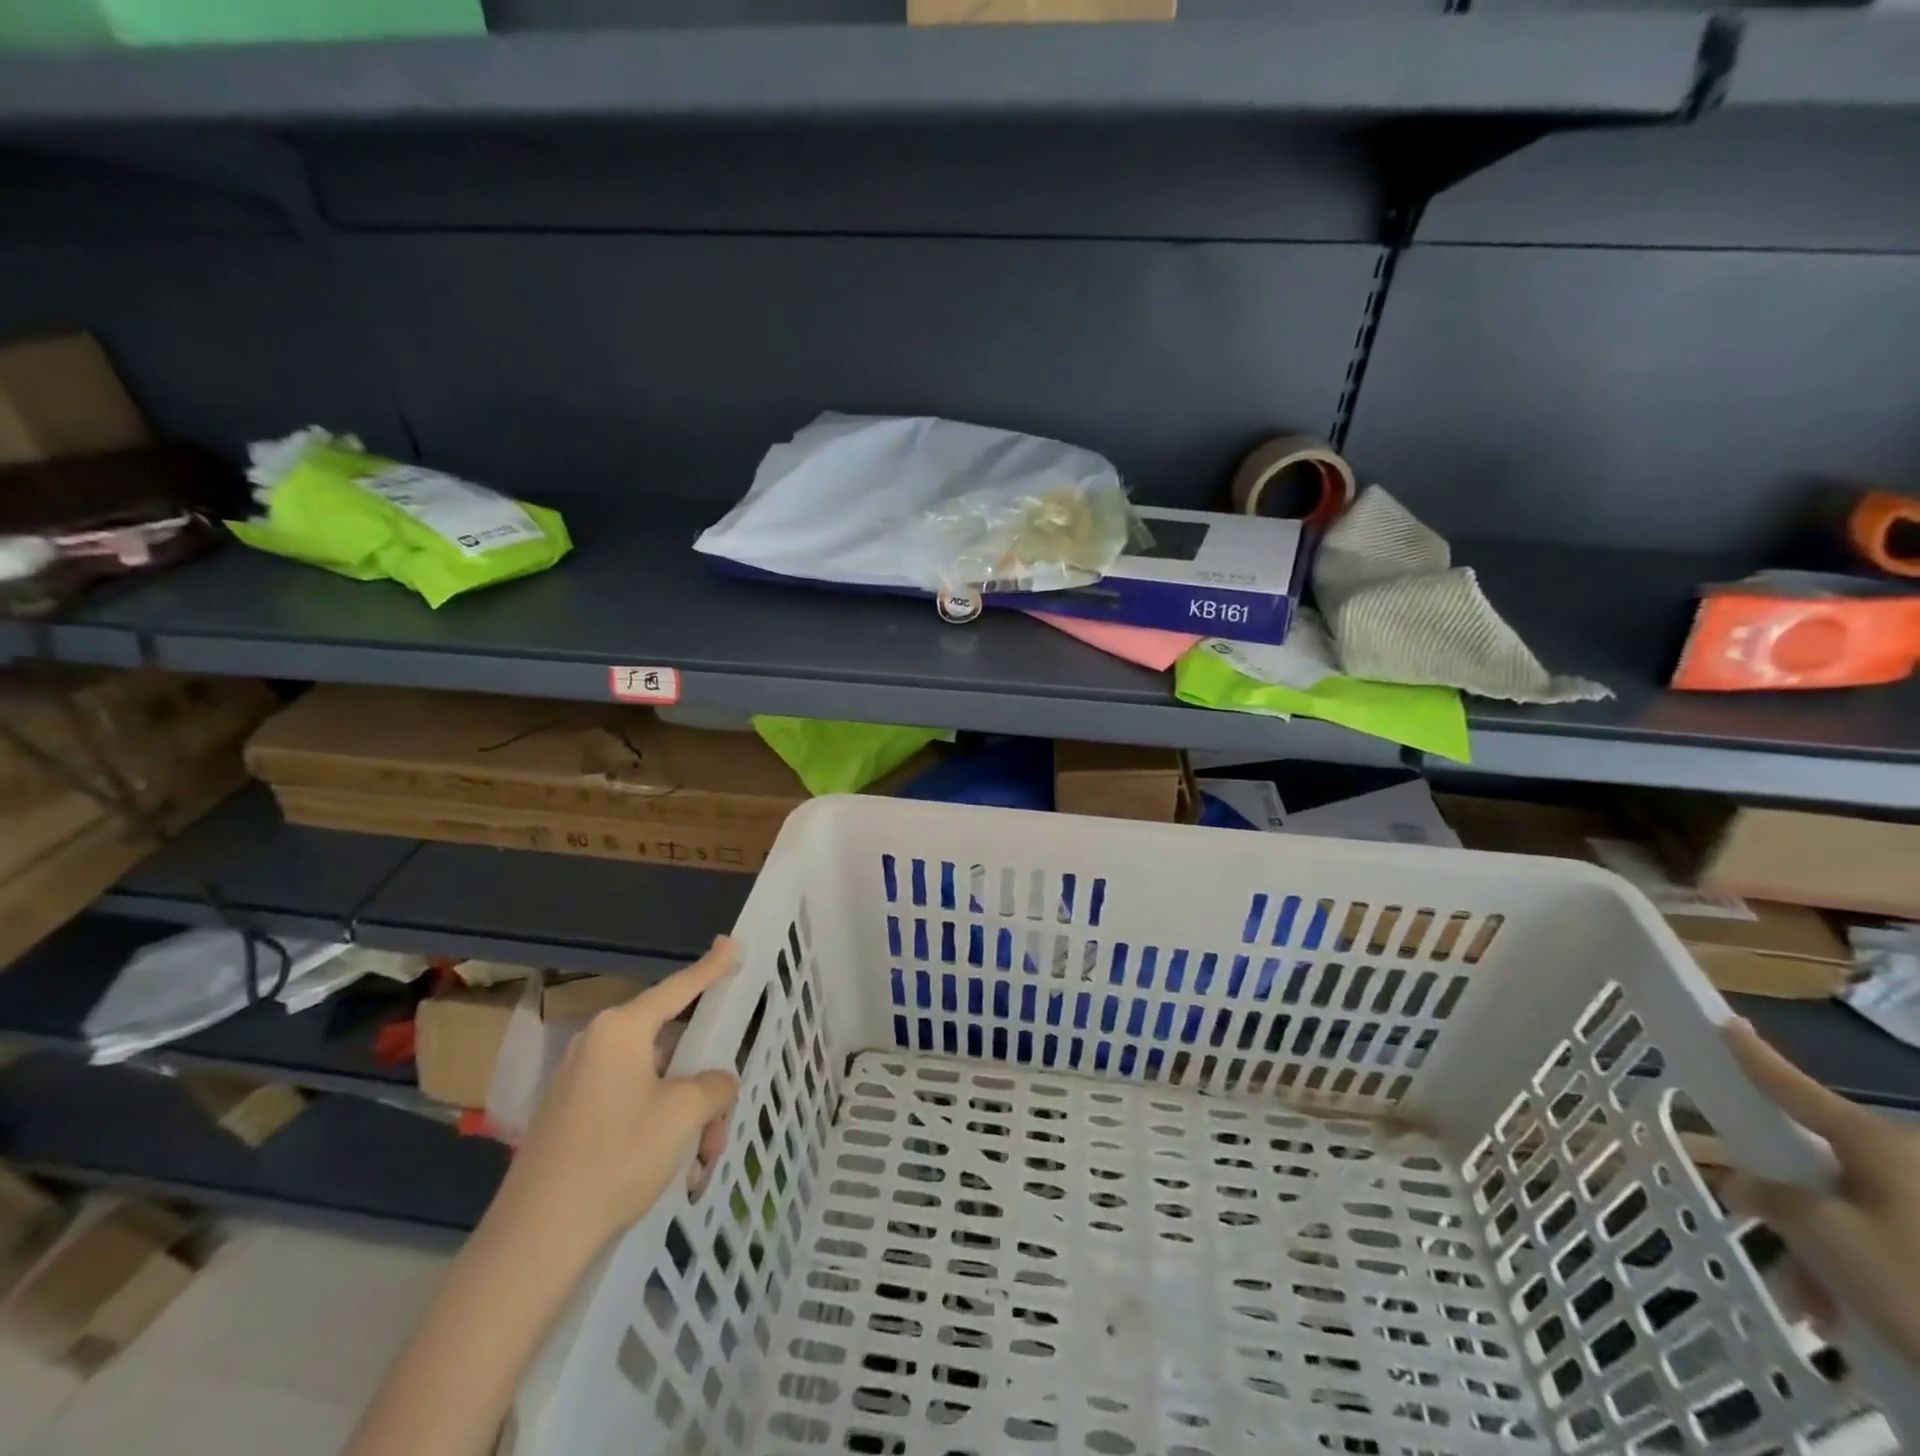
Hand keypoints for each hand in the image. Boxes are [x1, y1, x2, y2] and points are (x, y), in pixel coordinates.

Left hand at [497, 938, 740, 1254]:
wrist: (535, 1238)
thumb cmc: (617, 1157)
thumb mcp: (684, 1114)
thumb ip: (714, 1085)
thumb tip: (716, 1083)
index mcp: (621, 1029)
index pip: (679, 987)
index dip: (711, 967)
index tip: (731, 943)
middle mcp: (598, 1044)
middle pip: (672, 1045)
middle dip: (703, 1083)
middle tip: (721, 1122)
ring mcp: (580, 1081)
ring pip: (655, 1081)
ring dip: (685, 1114)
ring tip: (699, 1161)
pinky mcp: (570, 1116)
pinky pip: (630, 1103)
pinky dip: (658, 1127)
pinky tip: (672, 1169)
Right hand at [1721, 1019, 1919, 1369]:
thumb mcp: (1825, 1237)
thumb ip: (1772, 1199)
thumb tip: (1746, 1184)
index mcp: (1879, 1143)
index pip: (1795, 1088)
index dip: (1754, 1056)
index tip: (1727, 1023)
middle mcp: (1914, 1161)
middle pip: (1827, 1168)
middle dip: (1796, 1212)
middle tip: (1778, 1254)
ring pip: (1862, 1214)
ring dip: (1831, 1256)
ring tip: (1823, 1311)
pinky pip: (1898, 1243)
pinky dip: (1871, 1275)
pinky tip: (1862, 1321)